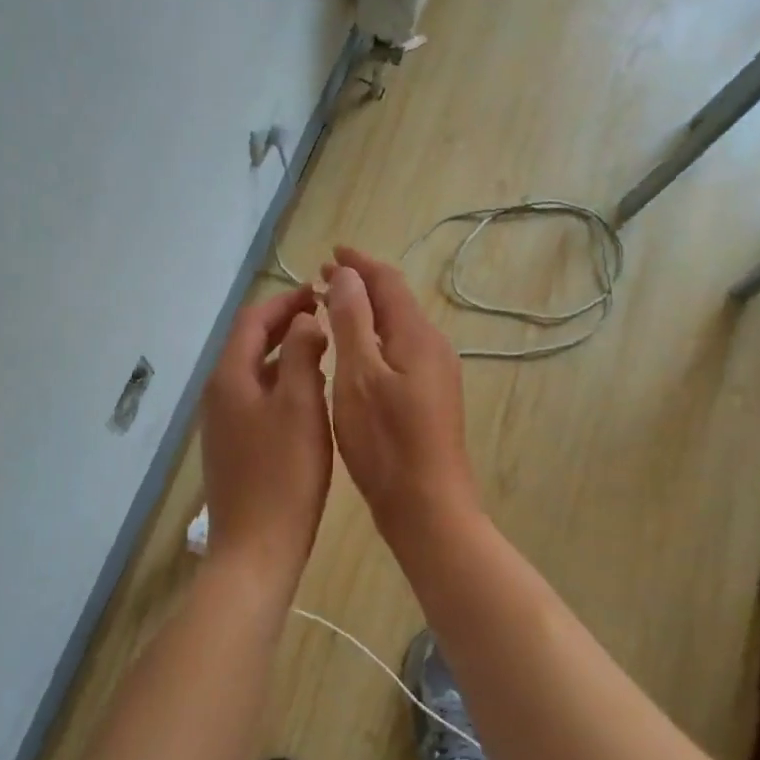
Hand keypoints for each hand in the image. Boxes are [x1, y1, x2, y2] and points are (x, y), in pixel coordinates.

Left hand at [199, 286, 332, 588]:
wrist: (256, 549)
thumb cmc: (284, 474)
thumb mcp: (301, 405)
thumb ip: (302, 354)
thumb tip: (304, 320)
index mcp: (230, 376)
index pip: (253, 319)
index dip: (286, 301)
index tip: (320, 292)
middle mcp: (218, 393)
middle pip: (249, 342)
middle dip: (285, 324)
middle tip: (325, 315)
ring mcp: (222, 422)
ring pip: (254, 371)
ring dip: (284, 352)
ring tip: (323, 348)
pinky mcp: (232, 445)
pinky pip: (255, 397)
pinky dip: (280, 381)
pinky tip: (308, 394)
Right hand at [322, 246, 480, 545]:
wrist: (428, 507)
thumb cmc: (386, 442)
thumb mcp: (359, 376)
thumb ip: (353, 321)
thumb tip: (347, 274)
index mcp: (417, 336)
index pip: (387, 281)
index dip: (358, 263)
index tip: (330, 252)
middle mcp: (433, 347)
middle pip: (396, 302)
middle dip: (360, 285)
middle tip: (322, 279)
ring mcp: (436, 374)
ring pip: (397, 328)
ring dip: (366, 313)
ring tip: (332, 309)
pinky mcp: (430, 398)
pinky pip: (400, 352)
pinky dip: (374, 340)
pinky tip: (354, 354)